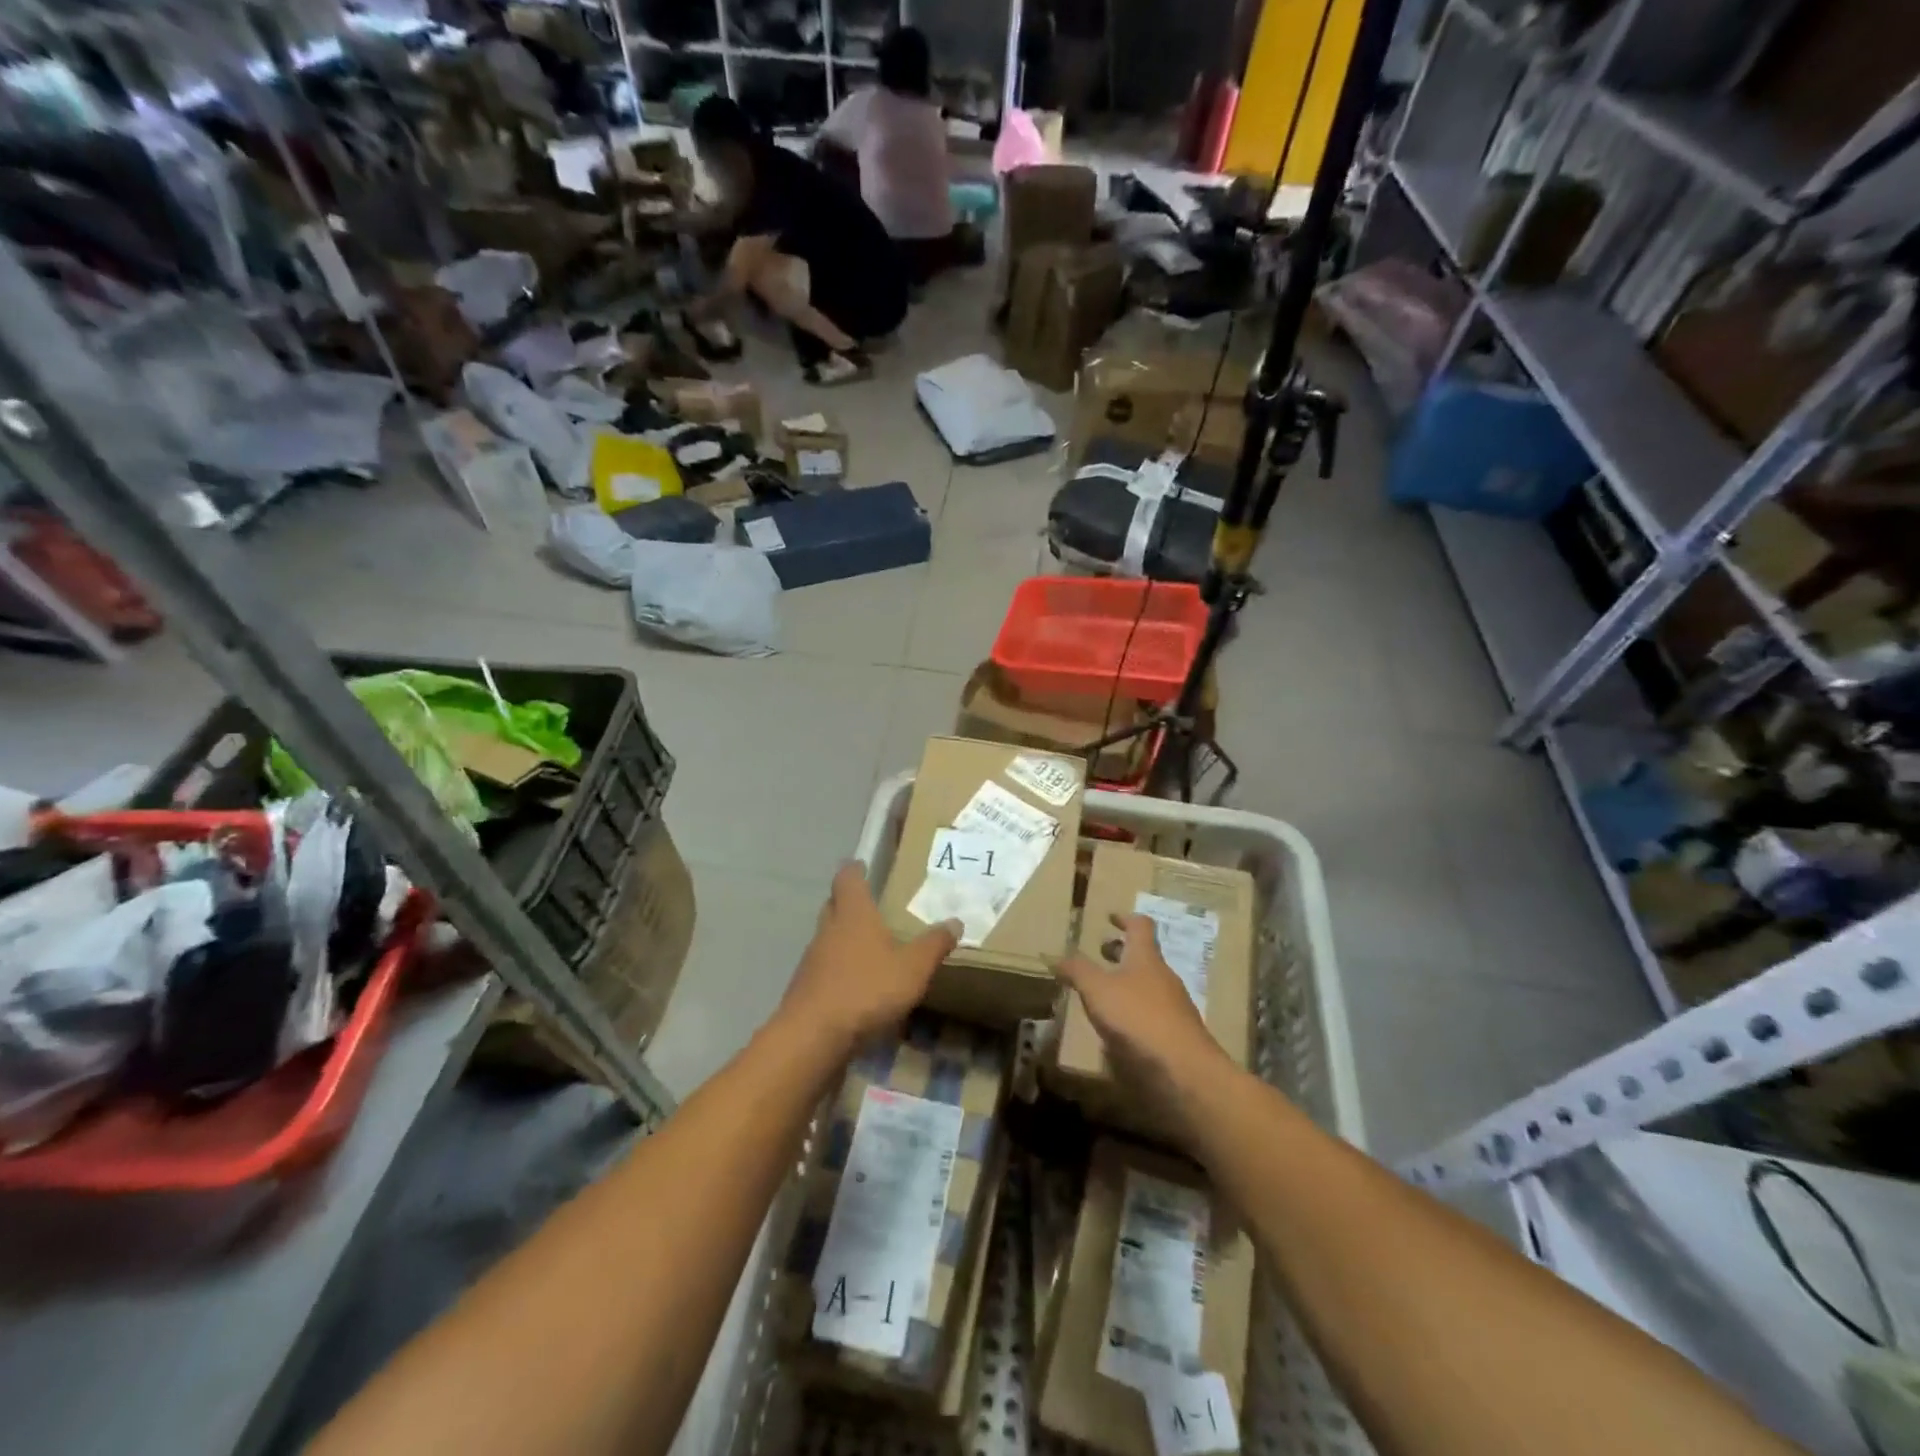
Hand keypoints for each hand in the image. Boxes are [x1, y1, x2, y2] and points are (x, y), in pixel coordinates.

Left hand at [778, 862, 958, 1058]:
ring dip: (844, 938)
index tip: (862, 865)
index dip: (854, 870)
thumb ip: (934, 944)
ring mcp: (813, 960)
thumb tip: (955, 921)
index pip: (847, 878)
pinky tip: (857, 985)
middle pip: (834, 905)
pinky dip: (840, 969)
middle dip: (849, 902)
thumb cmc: (866, 989)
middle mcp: (828, 929)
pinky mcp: (806, 989)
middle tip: (871, 905)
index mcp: (853, 914)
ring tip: (870, 947)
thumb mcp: (912, 968)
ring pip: (828, 938)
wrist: (813, 1037)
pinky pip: (825, 968)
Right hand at [1056, 913, 1236, 1140]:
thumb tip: (1055, 956)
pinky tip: (1119, 1029)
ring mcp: (1173, 1007)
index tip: (1109, 917)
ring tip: (1102, 993)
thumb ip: (1077, 971)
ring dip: (1127, 983)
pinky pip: (1152, 1014)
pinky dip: (1134, 1012)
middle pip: (1144, 956)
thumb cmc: (1139, 1018)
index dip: (1125, 918)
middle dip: (1121, 953)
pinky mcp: (1176, 1035)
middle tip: (1100, 954)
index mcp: (1146, 958)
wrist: (1185, 1071)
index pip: (1140, 926)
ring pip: (1148, 986)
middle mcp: (1163, 977)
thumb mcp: (1098, 990)